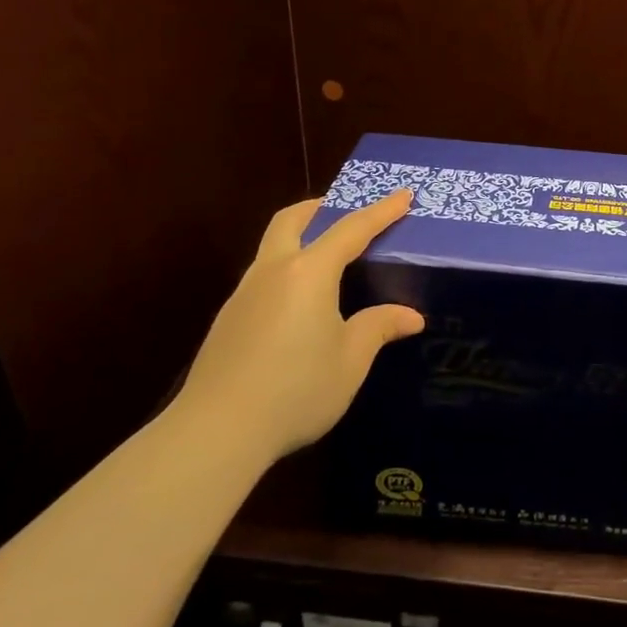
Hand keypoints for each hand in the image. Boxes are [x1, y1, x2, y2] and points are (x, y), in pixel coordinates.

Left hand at [174, 190, 424, 461]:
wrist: (216, 432)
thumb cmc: (296, 389)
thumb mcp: (350, 361)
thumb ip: (378, 328)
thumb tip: (411, 316)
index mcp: (309, 273)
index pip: (352, 229)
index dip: (381, 211)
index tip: (404, 194)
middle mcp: (273, 271)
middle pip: (292, 220)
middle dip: (321, 207)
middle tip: (346, 211)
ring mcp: (244, 295)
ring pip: (273, 247)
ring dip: (301, 238)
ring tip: (328, 260)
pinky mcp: (228, 320)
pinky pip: (264, 277)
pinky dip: (288, 271)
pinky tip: (300, 305)